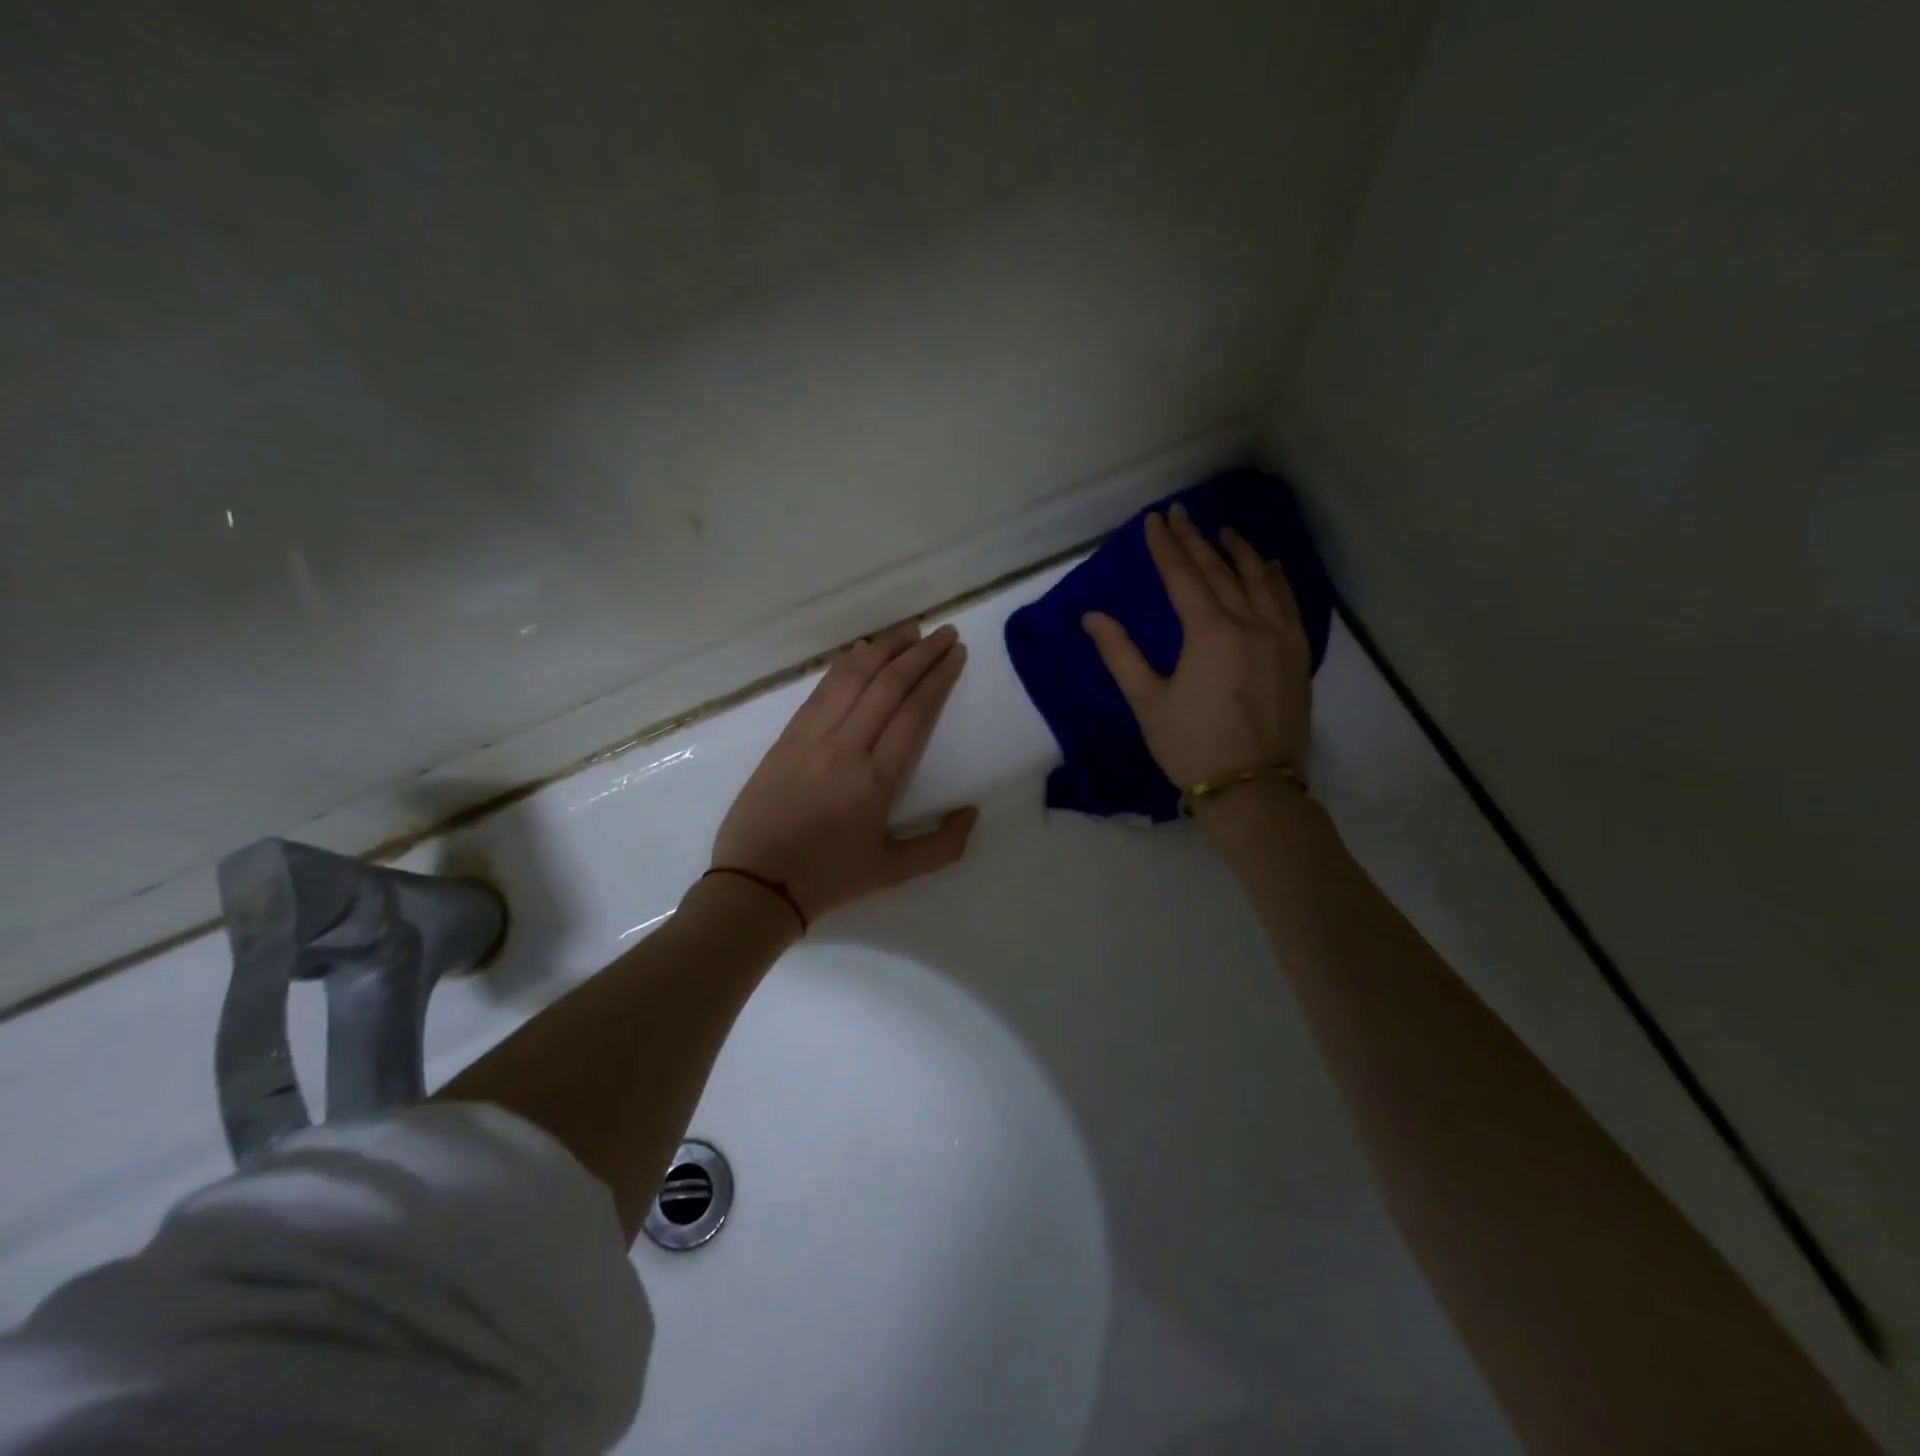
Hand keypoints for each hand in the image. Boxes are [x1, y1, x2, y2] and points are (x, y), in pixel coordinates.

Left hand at [711, 622, 978, 923]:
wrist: (756, 884)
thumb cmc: (829, 879)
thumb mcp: (894, 872)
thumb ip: (942, 846)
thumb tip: (971, 812)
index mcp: (877, 779)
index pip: (914, 712)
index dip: (938, 677)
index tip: (956, 653)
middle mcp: (846, 747)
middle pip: (888, 685)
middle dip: (921, 653)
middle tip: (944, 633)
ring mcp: (811, 737)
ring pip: (853, 678)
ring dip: (884, 649)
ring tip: (909, 631)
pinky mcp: (786, 737)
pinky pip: (821, 690)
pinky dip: (845, 665)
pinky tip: (862, 652)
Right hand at [1083, 502, 1311, 793]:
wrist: (1254, 788)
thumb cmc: (1191, 746)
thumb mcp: (1148, 702)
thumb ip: (1120, 654)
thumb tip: (1092, 617)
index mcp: (1209, 632)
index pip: (1184, 576)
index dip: (1167, 546)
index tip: (1156, 519)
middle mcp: (1249, 624)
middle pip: (1220, 571)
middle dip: (1197, 540)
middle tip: (1183, 512)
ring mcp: (1280, 637)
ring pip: (1260, 581)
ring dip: (1240, 552)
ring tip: (1226, 531)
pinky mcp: (1297, 655)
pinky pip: (1288, 603)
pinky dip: (1276, 579)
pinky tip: (1271, 567)